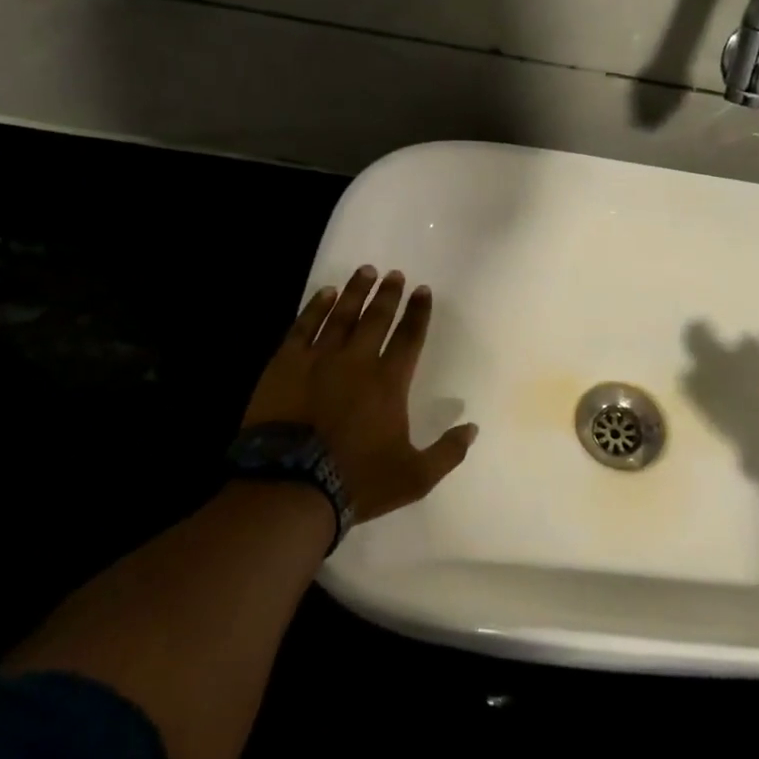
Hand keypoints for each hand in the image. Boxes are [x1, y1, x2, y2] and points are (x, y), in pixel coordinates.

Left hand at [241, 265, 476, 523]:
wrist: (290, 487)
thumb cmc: (357, 481)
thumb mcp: (415, 477)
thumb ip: (447, 452)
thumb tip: (473, 428)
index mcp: (389, 382)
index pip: (410, 337)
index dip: (418, 313)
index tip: (423, 290)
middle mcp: (357, 361)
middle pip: (377, 318)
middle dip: (388, 294)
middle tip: (395, 274)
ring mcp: (318, 359)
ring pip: (341, 315)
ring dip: (356, 291)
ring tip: (365, 271)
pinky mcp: (285, 365)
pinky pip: (303, 326)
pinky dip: (316, 307)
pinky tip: (325, 293)